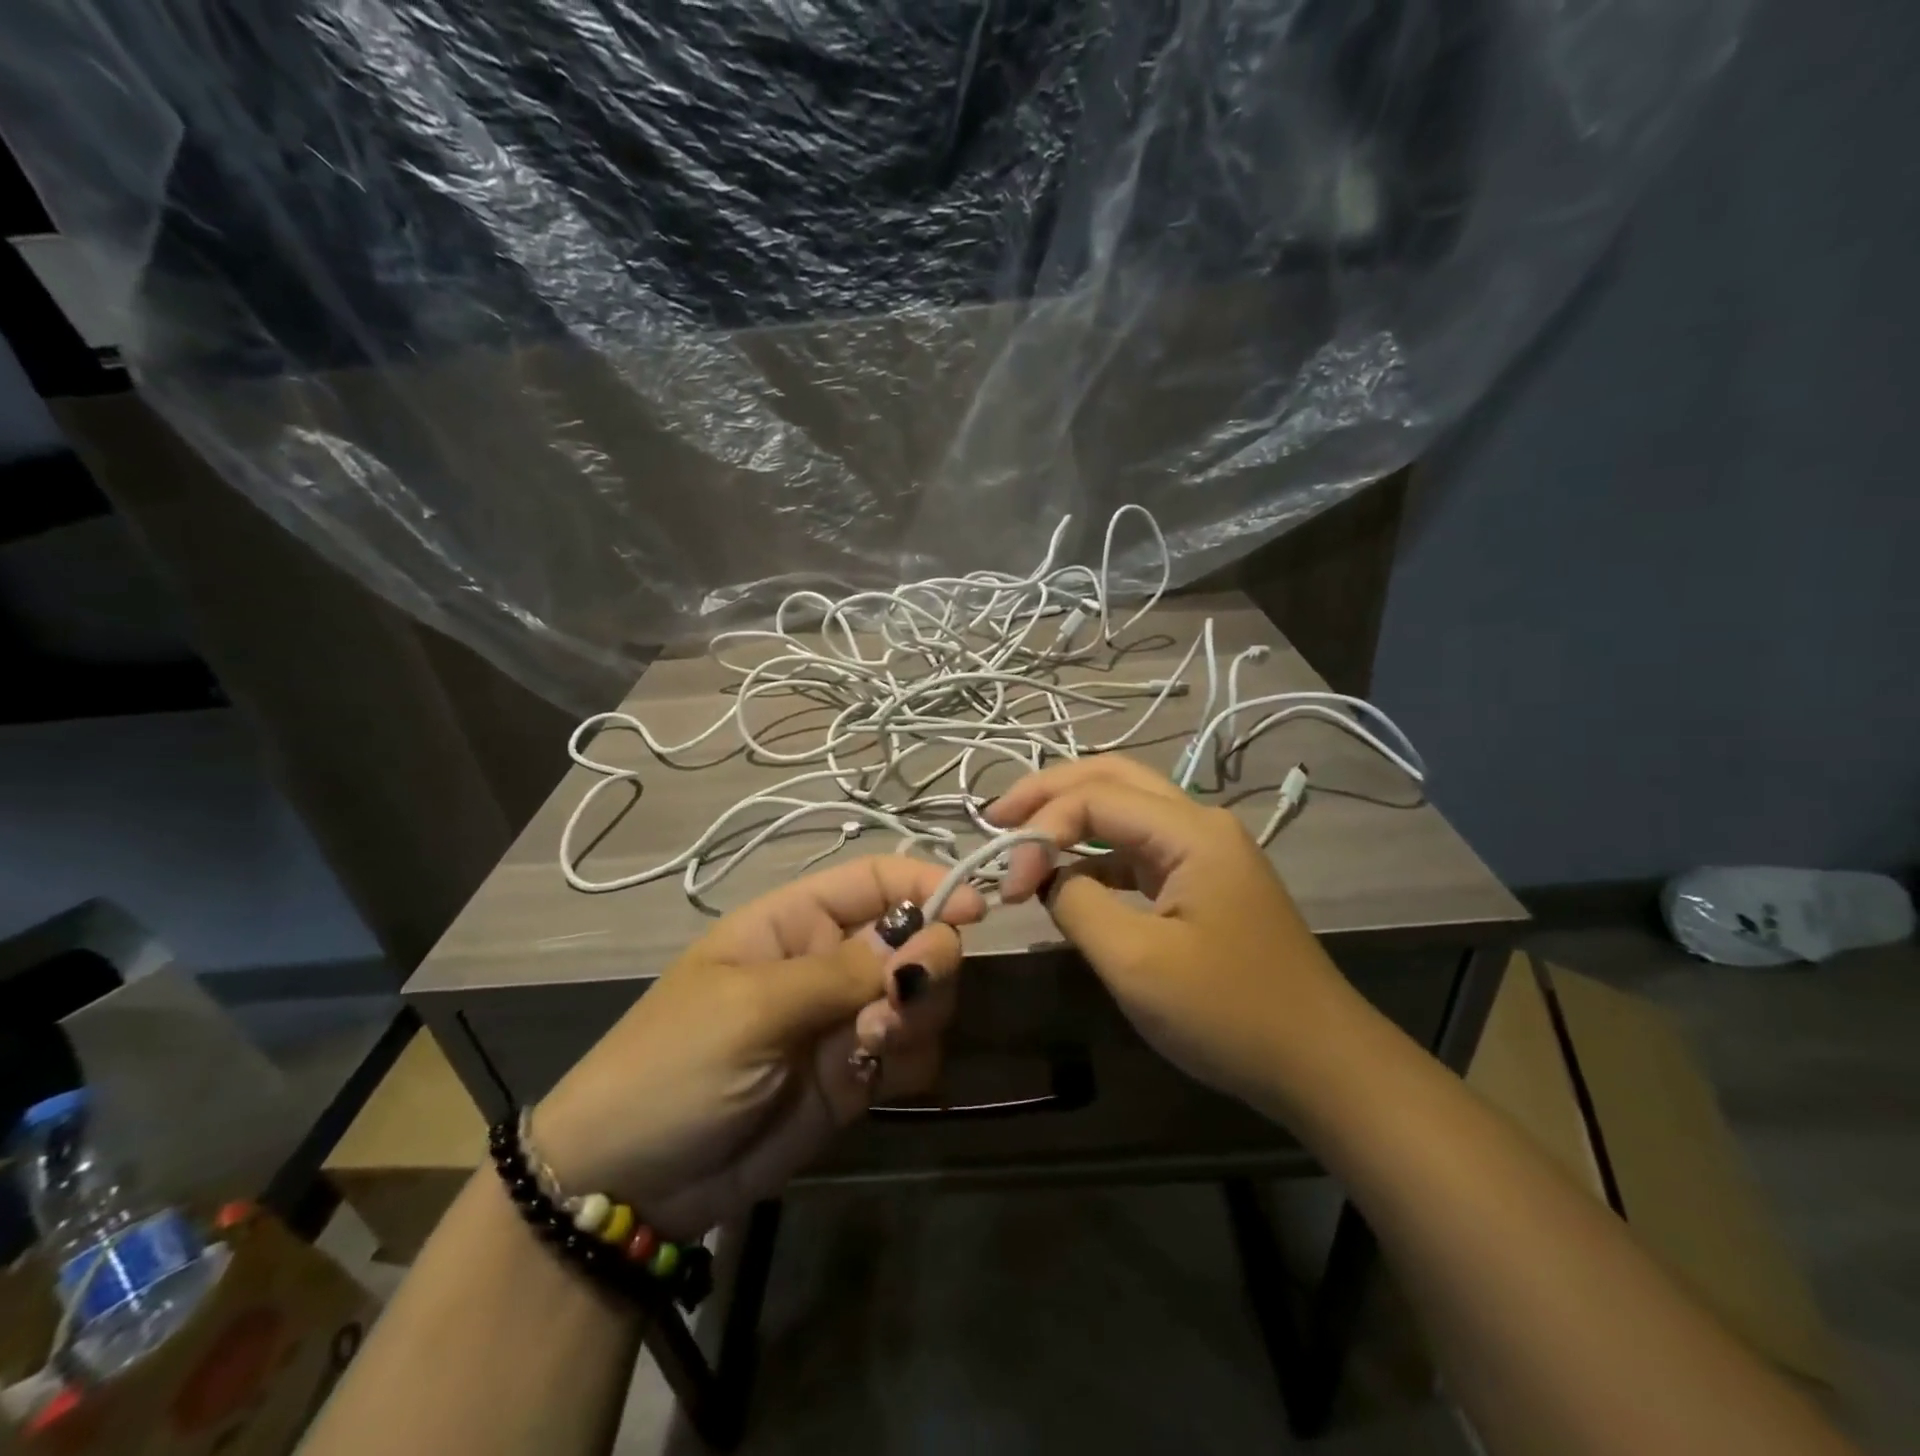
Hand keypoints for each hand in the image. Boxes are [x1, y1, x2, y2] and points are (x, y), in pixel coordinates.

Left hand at [533, 857, 984, 1236]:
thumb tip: (929, 939)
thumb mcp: (752, 1006)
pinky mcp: (855, 1076)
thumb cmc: (674, 1064)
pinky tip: (873, 1078)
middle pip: (914, 936)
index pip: (876, 879)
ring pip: (923, 994)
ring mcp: (845, 1019)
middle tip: (903, 996)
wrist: (629, 1187)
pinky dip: (910, 1058)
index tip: (973, 909)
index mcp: (795, 921)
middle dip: (926, 960)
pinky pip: (912, 1051)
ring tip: (872, 1043)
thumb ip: (845, 973)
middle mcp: (829, 961)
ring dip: (918, 1013)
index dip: (927, 884)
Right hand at [987, 756, 1354, 1108]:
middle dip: (1048, 792)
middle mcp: (1199, 824)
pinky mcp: (1202, 883)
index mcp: (1191, 831)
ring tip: (1020, 840)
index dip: (1038, 832)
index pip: (1094, 799)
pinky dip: (1094, 857)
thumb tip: (1050, 880)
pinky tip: (1066, 881)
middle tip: (996, 816)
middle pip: (1111, 778)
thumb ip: (1077, 905)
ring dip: (1070, 819)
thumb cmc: (1229, 1013)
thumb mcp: (1136, 962)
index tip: (1008, 888)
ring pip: (1125, 810)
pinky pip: (1137, 851)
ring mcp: (1204, 852)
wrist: (1322, 1065)